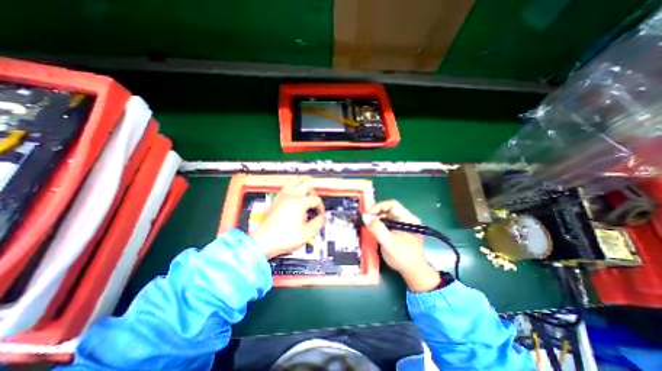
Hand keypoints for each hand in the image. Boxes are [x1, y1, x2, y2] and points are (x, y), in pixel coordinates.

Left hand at [251, 177, 324, 259]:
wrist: (263, 241)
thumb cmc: (283, 238)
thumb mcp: (307, 233)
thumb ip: (318, 223)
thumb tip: (323, 217)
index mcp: (299, 203)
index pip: (315, 199)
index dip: (321, 207)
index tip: (320, 215)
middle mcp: (291, 196)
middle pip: (306, 185)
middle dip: (314, 192)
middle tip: (315, 201)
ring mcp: (281, 197)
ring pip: (294, 182)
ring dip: (303, 185)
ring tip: (307, 191)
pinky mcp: (275, 200)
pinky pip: (286, 187)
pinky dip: (293, 188)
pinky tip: (294, 195)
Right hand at [362, 201, 437, 291]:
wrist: (413, 272)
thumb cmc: (403, 257)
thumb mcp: (388, 242)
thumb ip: (377, 228)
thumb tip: (365, 216)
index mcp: (408, 218)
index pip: (392, 204)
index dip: (378, 207)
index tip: (367, 215)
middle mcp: (406, 219)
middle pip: (388, 209)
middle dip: (375, 213)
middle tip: (365, 220)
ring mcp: (402, 224)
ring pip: (386, 216)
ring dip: (376, 219)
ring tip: (367, 225)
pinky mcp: (398, 230)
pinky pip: (386, 223)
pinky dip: (378, 225)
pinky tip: (373, 230)